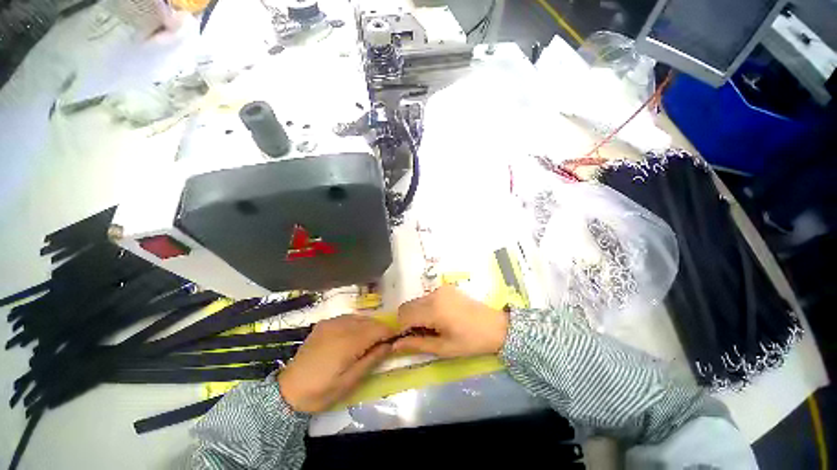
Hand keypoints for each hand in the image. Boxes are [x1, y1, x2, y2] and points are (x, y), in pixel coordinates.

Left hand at [278, 315, 394, 413]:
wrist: (288, 391)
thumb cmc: (322, 391)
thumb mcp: (350, 381)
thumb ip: (372, 360)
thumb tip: (390, 345)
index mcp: (348, 341)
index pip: (378, 329)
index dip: (389, 333)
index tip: (394, 341)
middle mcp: (341, 326)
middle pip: (370, 321)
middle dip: (380, 330)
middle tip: (382, 344)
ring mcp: (331, 322)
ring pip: (359, 317)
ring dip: (368, 326)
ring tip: (368, 341)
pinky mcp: (324, 323)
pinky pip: (347, 318)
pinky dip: (356, 324)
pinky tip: (353, 336)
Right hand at [393, 285, 508, 357]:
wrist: (495, 326)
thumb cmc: (470, 341)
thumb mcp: (443, 348)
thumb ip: (417, 344)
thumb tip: (394, 345)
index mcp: (433, 309)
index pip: (403, 316)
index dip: (398, 329)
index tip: (400, 341)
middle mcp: (434, 294)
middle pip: (407, 306)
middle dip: (406, 321)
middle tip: (415, 336)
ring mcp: (440, 289)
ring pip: (415, 301)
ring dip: (415, 314)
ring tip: (428, 328)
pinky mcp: (445, 288)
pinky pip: (426, 298)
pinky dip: (424, 308)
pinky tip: (436, 318)